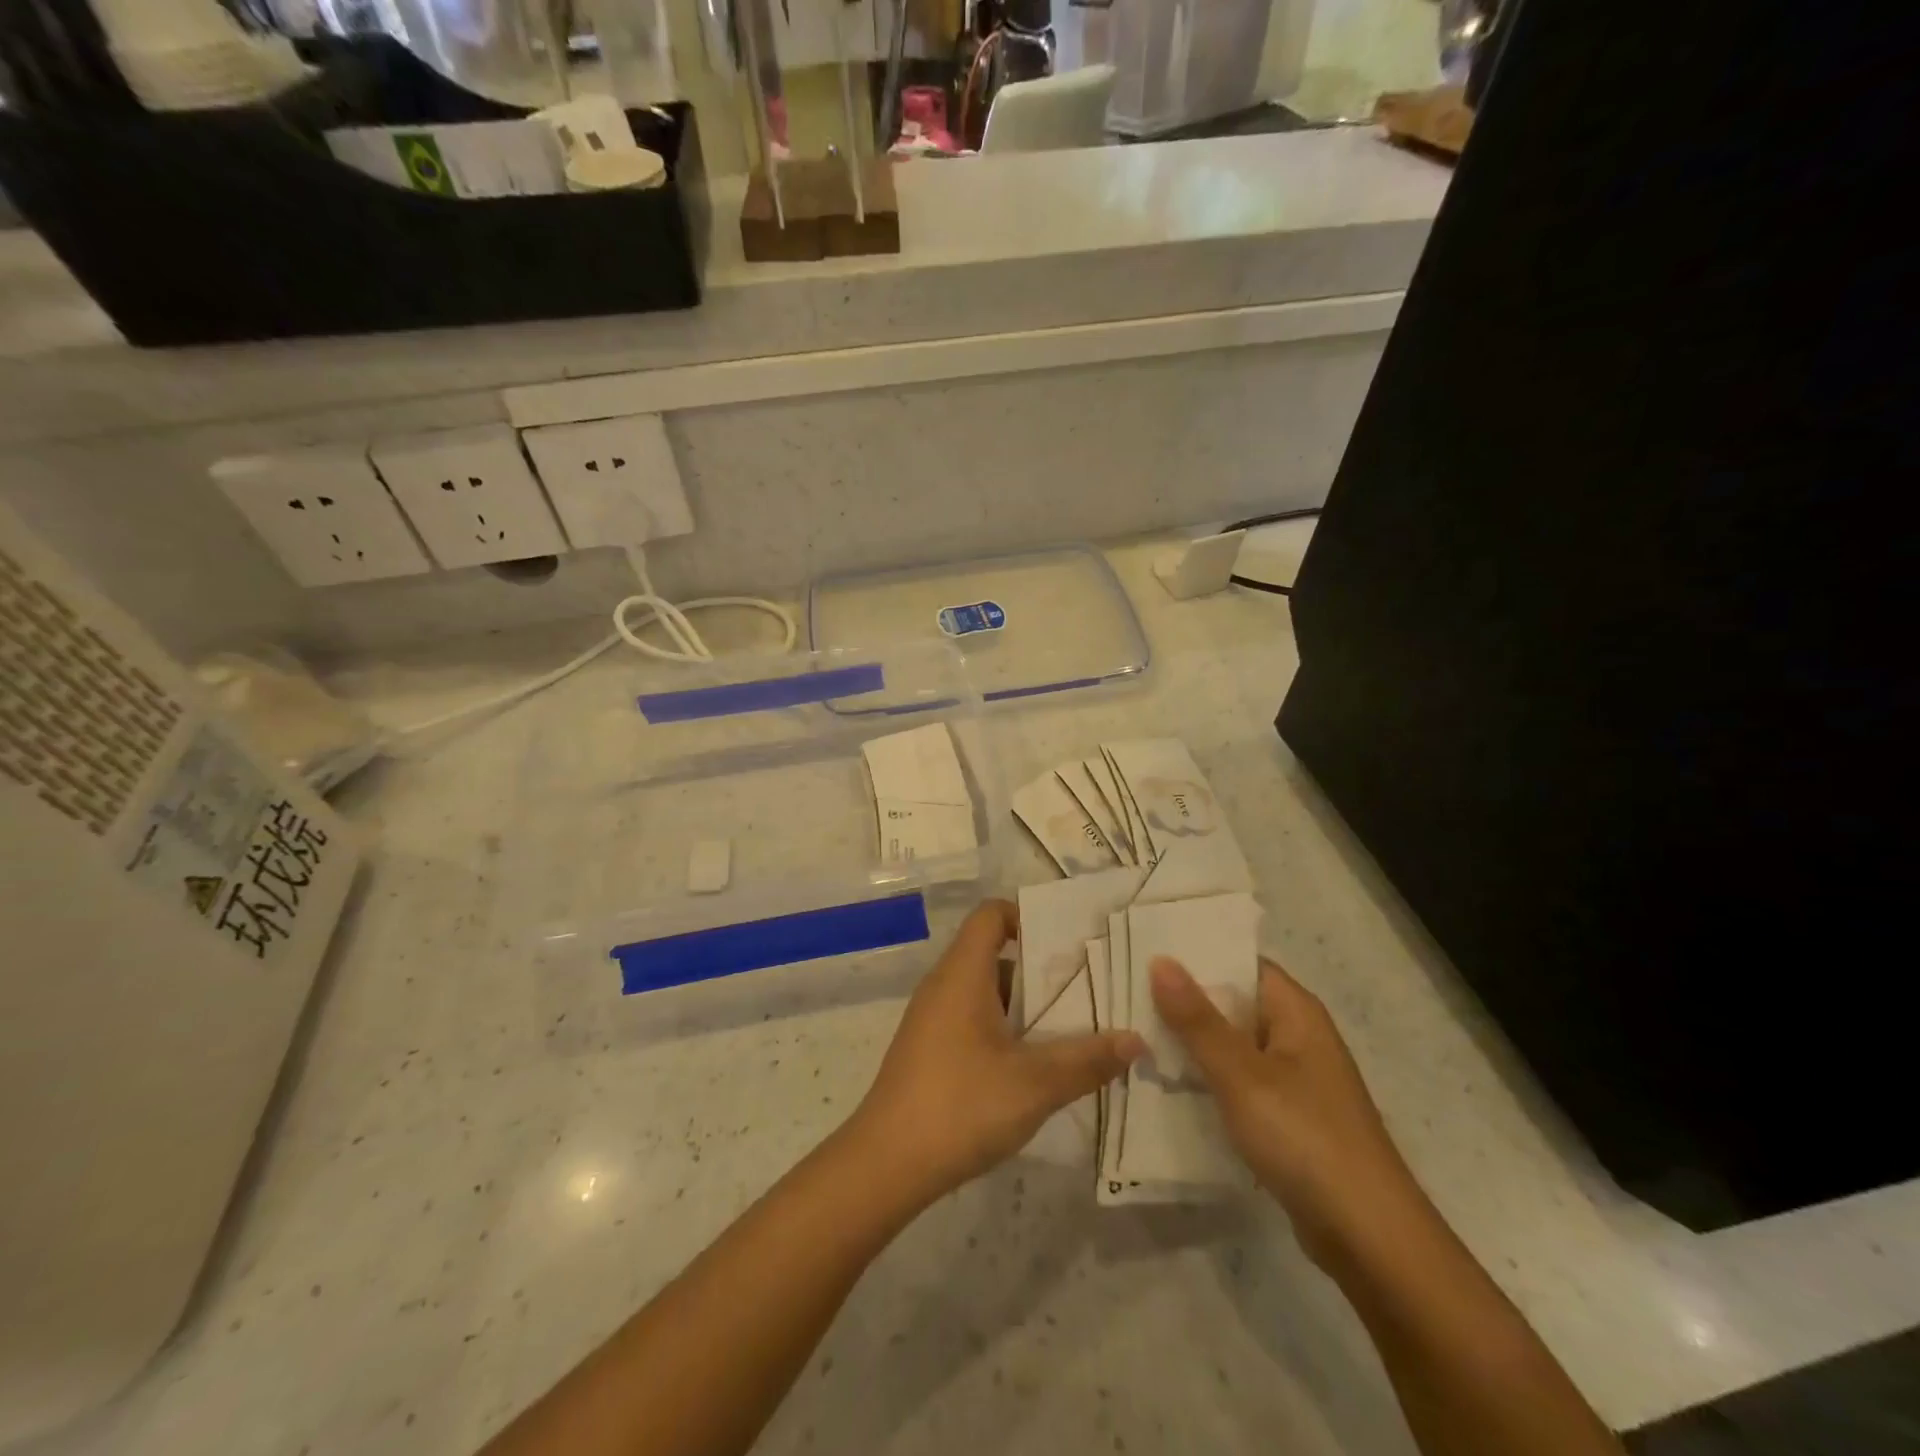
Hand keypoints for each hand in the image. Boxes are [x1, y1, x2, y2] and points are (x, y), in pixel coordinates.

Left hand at [850, 900, 1144, 1205]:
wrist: (886, 1163)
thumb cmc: (961, 1105)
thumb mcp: (1035, 1083)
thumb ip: (1088, 1059)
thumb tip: (1136, 1039)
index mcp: (962, 973)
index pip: (991, 914)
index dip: (1028, 917)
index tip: (1068, 943)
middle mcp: (943, 985)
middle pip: (994, 954)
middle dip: (1040, 969)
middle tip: (1088, 990)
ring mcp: (932, 1018)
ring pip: (985, 991)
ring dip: (1025, 1005)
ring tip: (1073, 1029)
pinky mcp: (929, 1049)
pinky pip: (972, 1019)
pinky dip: (1004, 1029)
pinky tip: (1034, 1065)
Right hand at [1150, 955, 1420, 1265]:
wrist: (1369, 1238)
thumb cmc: (1305, 1138)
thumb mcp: (1241, 1074)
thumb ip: (1197, 1019)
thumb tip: (1160, 960)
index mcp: (1296, 1011)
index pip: (1240, 962)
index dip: (1195, 954)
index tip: (1144, 949)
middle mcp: (1298, 1036)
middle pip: (1233, 1002)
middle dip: (1183, 999)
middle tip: (1124, 990)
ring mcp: (1294, 1079)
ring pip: (1232, 1045)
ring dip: (1191, 1041)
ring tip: (1132, 1030)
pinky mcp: (1288, 1117)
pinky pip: (1239, 1081)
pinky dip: (1207, 1078)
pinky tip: (1166, 1082)